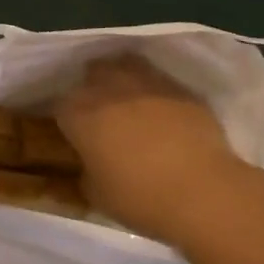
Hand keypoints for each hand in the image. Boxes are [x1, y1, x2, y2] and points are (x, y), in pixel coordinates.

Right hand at [52, 55, 244, 244]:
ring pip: (125, 66)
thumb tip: (88, 166)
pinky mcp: (179, 88)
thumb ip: (86, 173)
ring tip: (130, 102)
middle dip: (93, 89)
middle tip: (101, 114)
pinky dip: (155, 92)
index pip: (59, 106)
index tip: (74, 135)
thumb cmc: (140, 198)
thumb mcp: (97, 195)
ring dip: (123, 80)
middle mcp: (107, 88)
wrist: (203, 192)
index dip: (66, 120)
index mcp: (79, 113)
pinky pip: (158, 81)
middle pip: (92, 74)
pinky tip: (163, 112)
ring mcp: (146, 82)